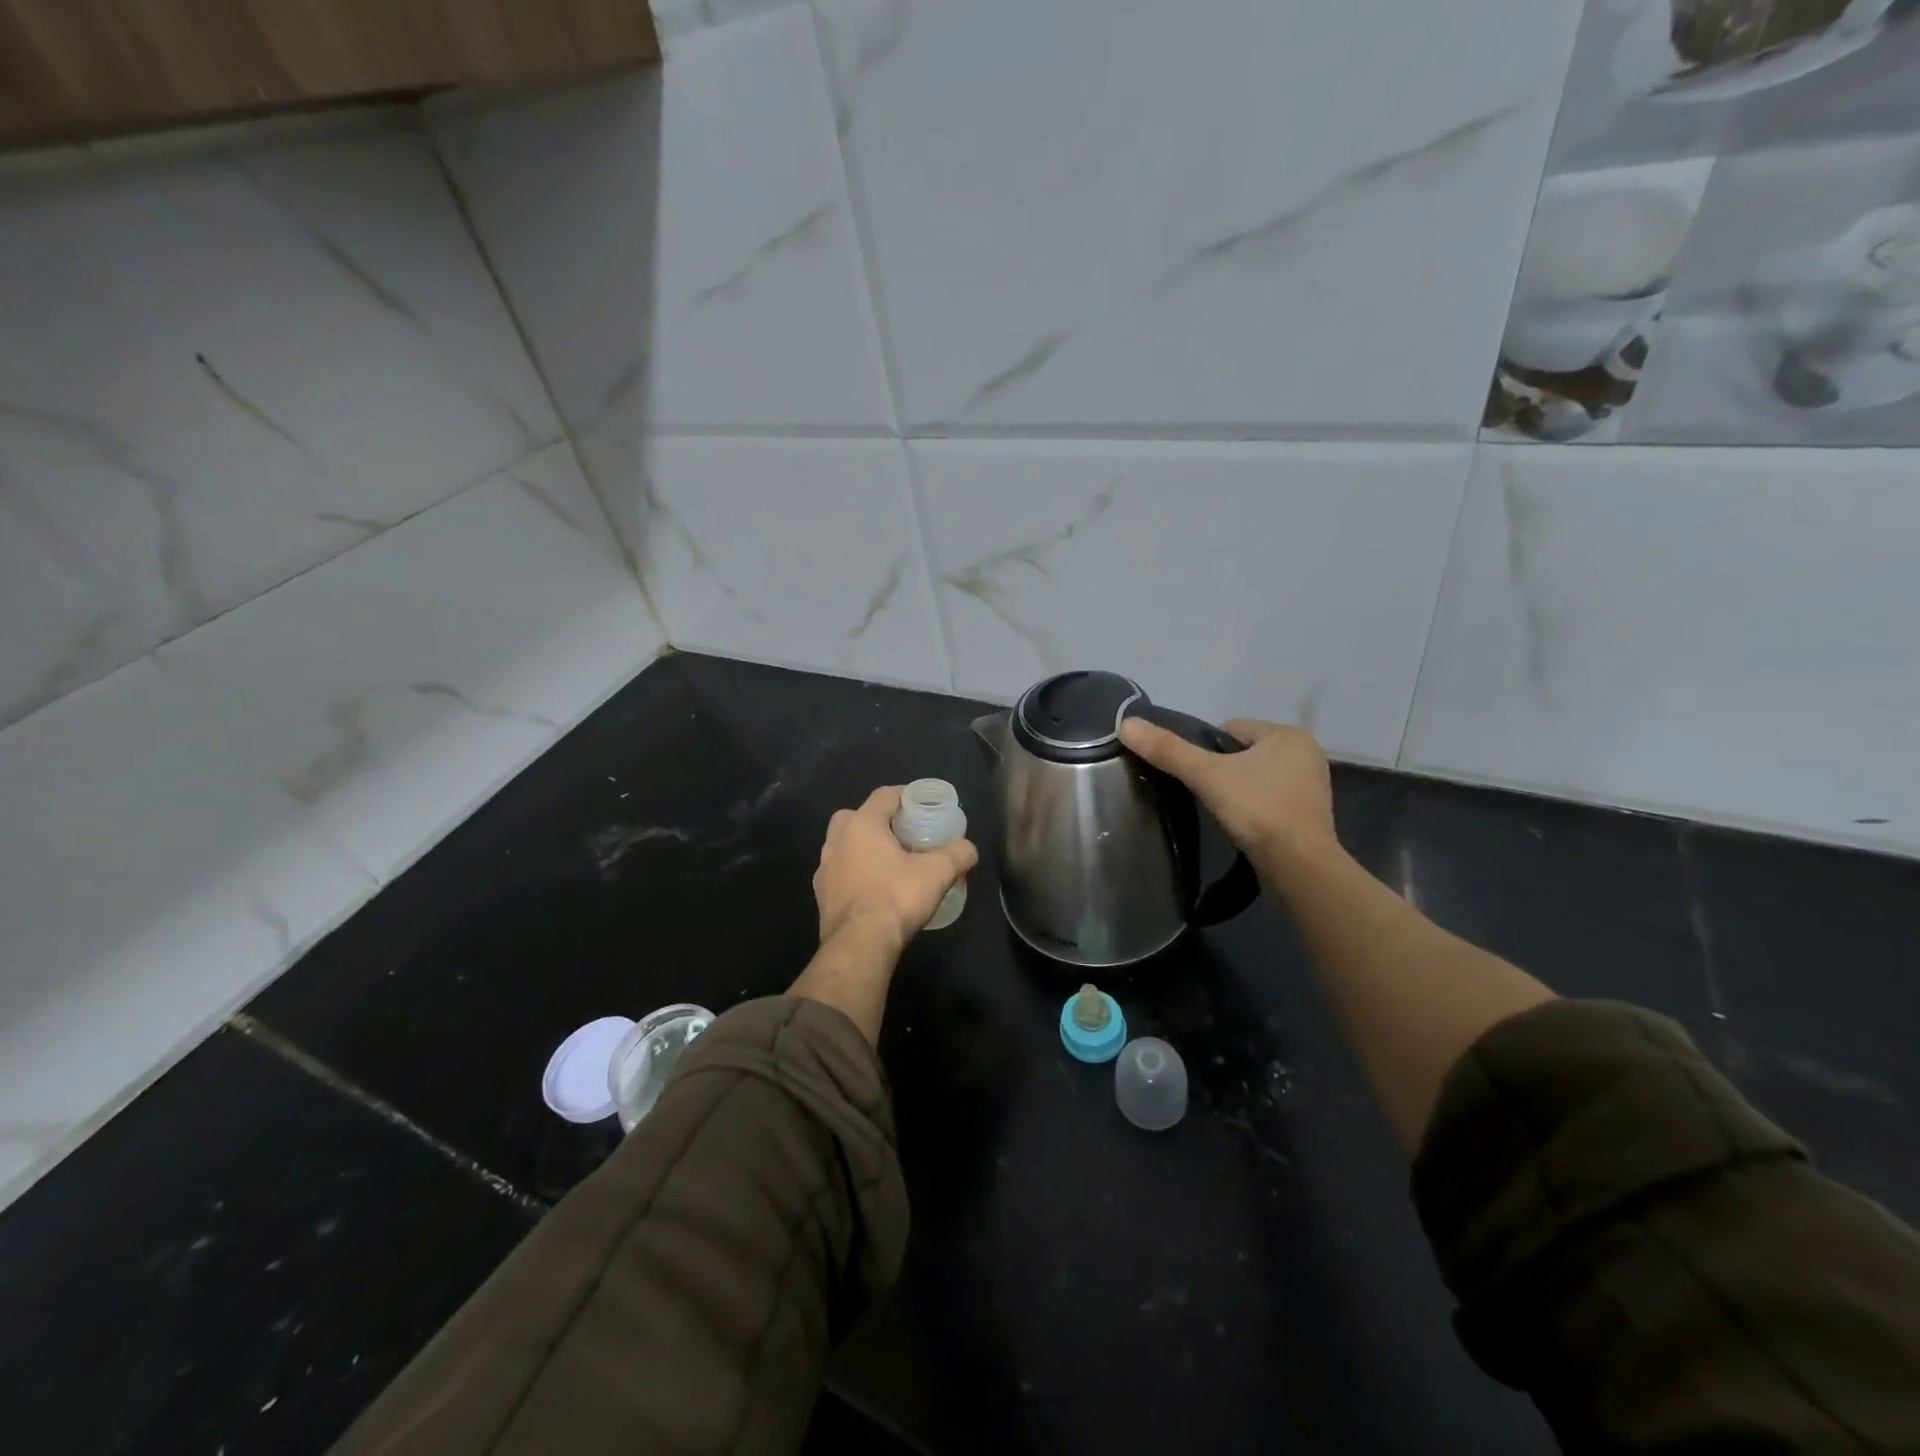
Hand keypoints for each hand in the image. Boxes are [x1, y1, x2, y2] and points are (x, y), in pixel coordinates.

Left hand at [813, 785, 978, 953]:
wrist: (859, 945)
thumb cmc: (896, 898)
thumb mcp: (937, 873)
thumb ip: (957, 854)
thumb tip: (969, 848)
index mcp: (862, 824)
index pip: (885, 795)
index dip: (907, 796)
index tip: (925, 806)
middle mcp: (837, 839)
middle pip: (860, 816)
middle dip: (882, 821)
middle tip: (906, 835)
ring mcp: (824, 867)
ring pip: (847, 844)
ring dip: (866, 847)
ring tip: (892, 862)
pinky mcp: (821, 893)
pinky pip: (842, 871)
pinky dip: (857, 872)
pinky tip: (875, 888)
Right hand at [1117, 717, 1338, 869]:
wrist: (1298, 866)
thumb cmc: (1257, 809)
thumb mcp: (1206, 775)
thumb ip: (1168, 750)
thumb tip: (1125, 724)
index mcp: (1288, 734)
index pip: (1230, 730)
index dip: (1206, 751)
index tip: (1197, 776)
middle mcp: (1306, 753)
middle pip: (1243, 753)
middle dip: (1223, 771)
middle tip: (1207, 795)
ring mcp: (1312, 785)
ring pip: (1256, 776)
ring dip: (1238, 790)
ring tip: (1224, 811)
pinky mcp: (1310, 814)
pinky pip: (1270, 798)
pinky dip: (1254, 807)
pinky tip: (1243, 824)